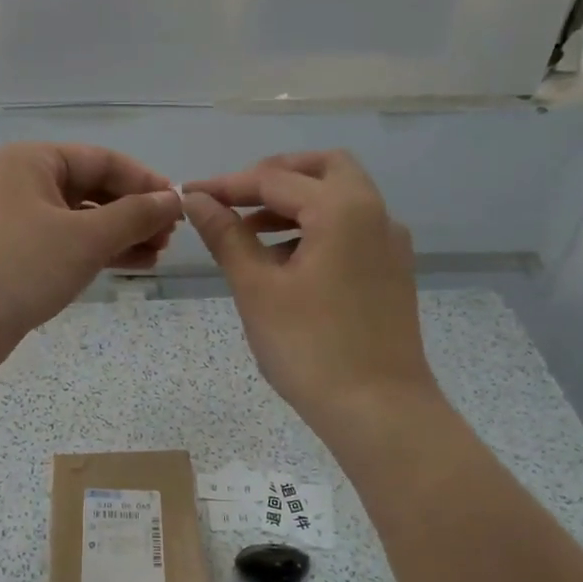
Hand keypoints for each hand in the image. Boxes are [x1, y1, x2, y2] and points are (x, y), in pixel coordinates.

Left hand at [0, 143, 182, 376]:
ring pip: (82, 220)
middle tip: (169, 237)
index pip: (103, 160)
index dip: (145, 182)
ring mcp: (19, 221)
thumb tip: (174, 200)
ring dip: (121, 235)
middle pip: (93, 188)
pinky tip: (131, 266)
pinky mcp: (18, 256)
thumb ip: (135, 216)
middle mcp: (24, 183)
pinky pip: (68, 245)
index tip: (179, 206)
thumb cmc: (21, 265)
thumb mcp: (86, 237)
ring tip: (158, 255)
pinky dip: (98, 253)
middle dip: (134, 212)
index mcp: (34, 162)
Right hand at [181, 151, 438, 442]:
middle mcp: (375, 214)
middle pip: (324, 169)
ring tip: (249, 233)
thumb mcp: (257, 288)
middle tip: (235, 199)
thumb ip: (227, 236)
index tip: (189, 195)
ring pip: (340, 199)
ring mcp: (390, 244)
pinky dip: (317, 227)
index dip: (227, 185)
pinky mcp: (392, 272)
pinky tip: (285, 263)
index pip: (275, 179)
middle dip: (275, 177)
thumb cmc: (310, 348)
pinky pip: (352, 229)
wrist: (380, 412)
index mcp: (342, 209)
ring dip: (295, 204)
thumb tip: (197, 200)